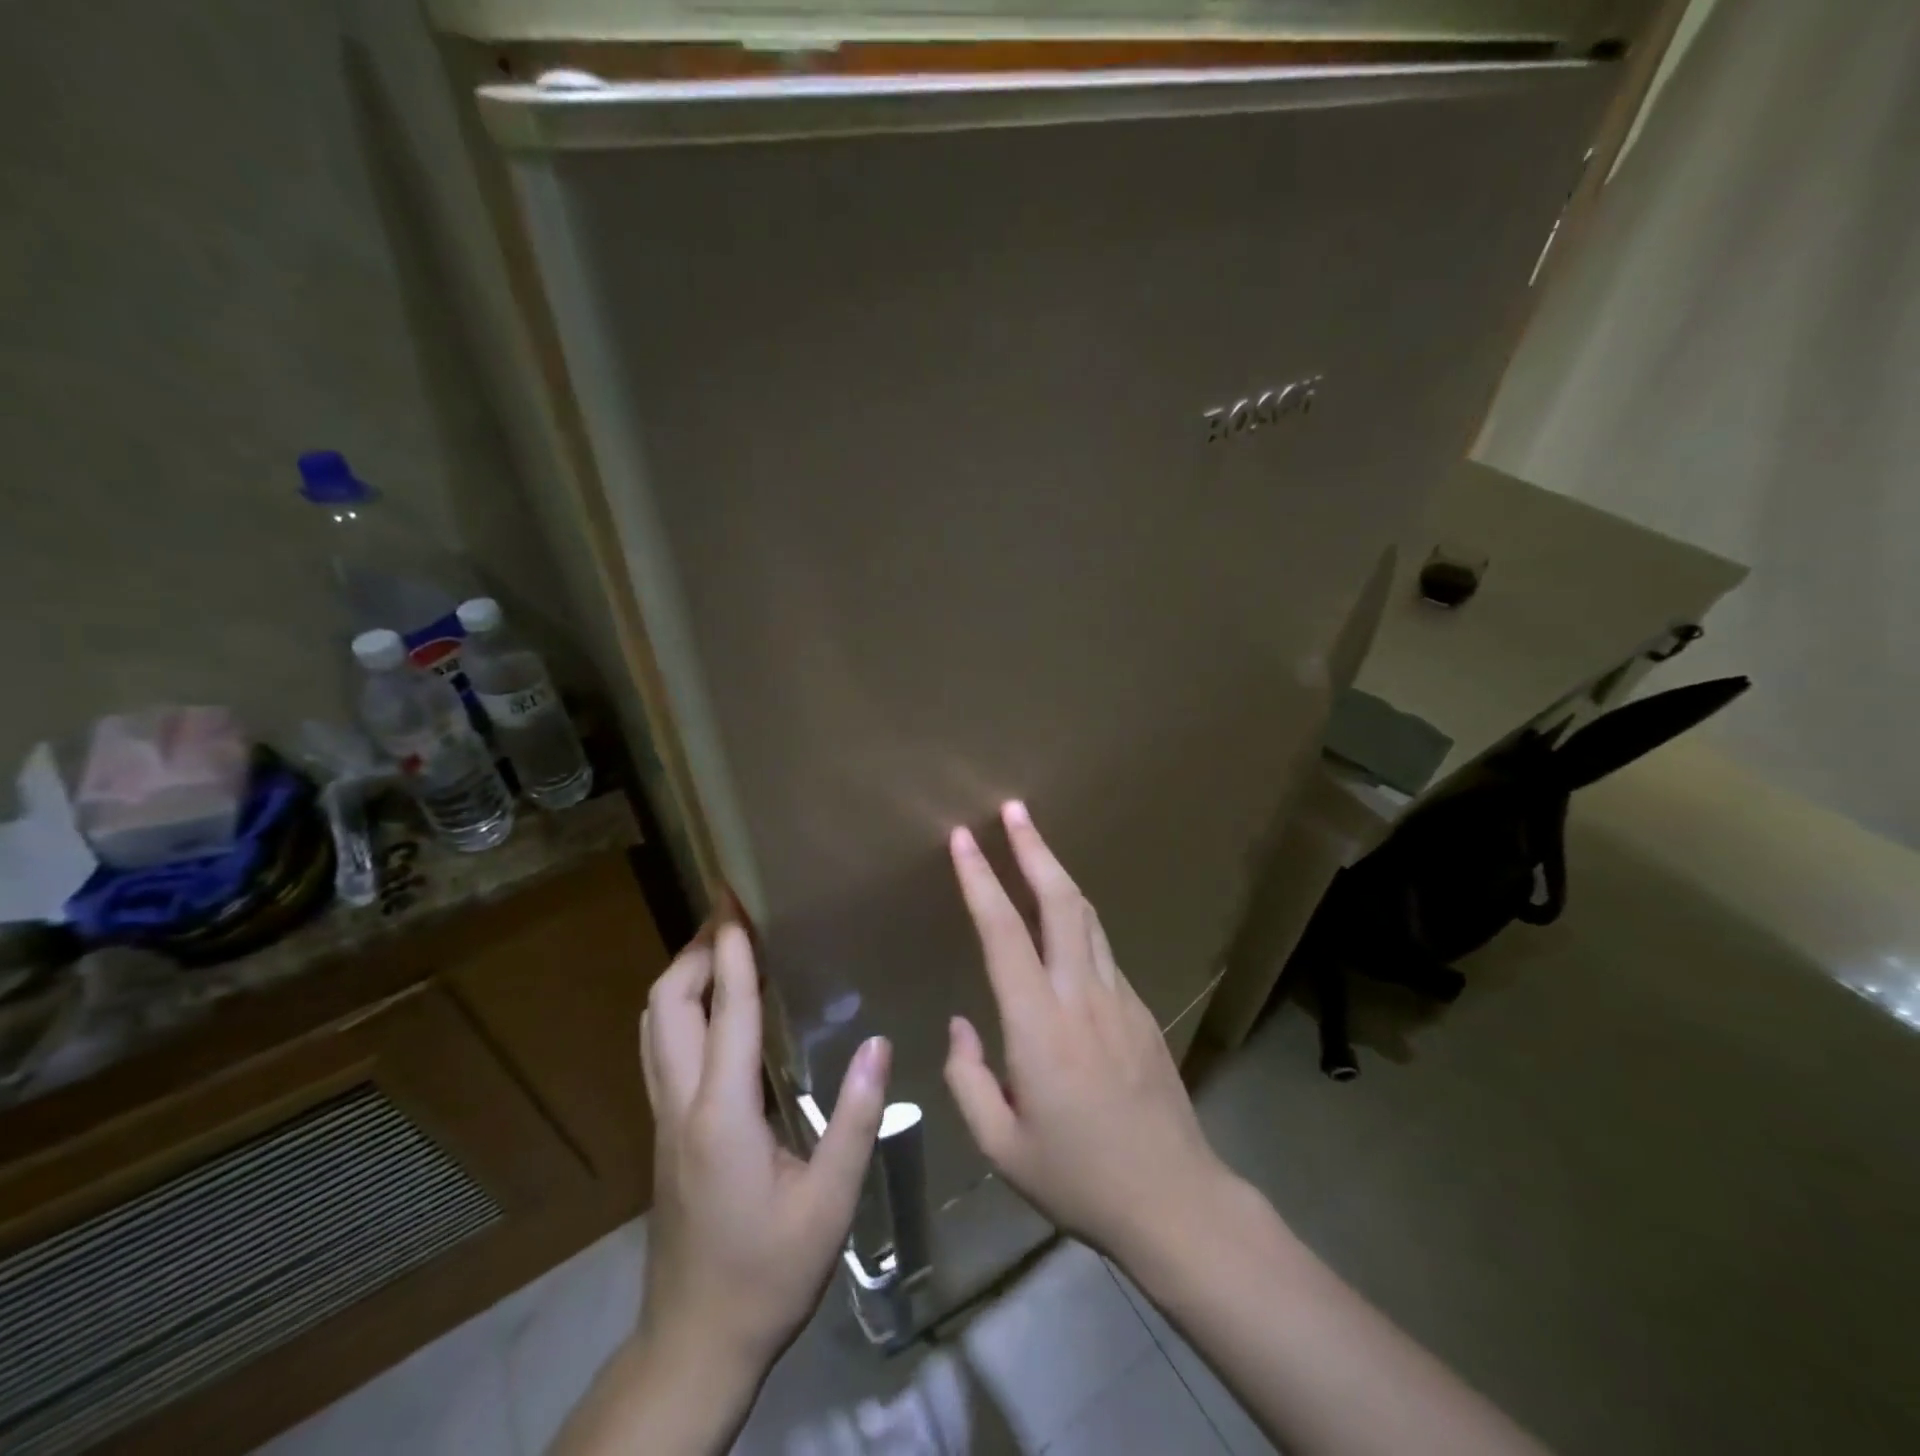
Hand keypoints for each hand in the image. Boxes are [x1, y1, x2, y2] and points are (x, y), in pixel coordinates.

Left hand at [640, 920, 890, 1372]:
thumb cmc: (768, 1274)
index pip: (728, 1011)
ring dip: (681, 975)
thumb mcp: (829, 1204)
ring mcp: (664, 1118)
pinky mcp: (665, 1132)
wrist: (695, 1343)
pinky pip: (661, 1047)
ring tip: (720, 945)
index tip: (735, 901)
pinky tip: (715, 1008)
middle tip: (730, 913)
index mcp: (723, 1115)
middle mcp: (682, 1104)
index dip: (732, 951)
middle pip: (667, 1005)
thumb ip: (855, 1120)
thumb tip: (878, 1043)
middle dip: (693, 949)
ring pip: (654, 1025)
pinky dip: (681, 1007)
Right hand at [943, 801, 1233, 1263]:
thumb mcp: (1001, 1146)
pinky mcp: (1140, 1008)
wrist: (1174, 1200)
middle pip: (1059, 901)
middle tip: (1014, 809)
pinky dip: (1077, 915)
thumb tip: (961, 1026)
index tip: (962, 839)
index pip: (1002, 932)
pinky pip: (1101, 947)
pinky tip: (1064, 917)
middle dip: (1034, 848)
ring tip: (1035, 842)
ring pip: (1086, 916)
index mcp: (1039, 1024)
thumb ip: (968, 1079)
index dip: (980, 880)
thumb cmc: (1078, 1178)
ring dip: (1058, 872)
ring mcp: (1118, 996)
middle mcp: (1081, 994)